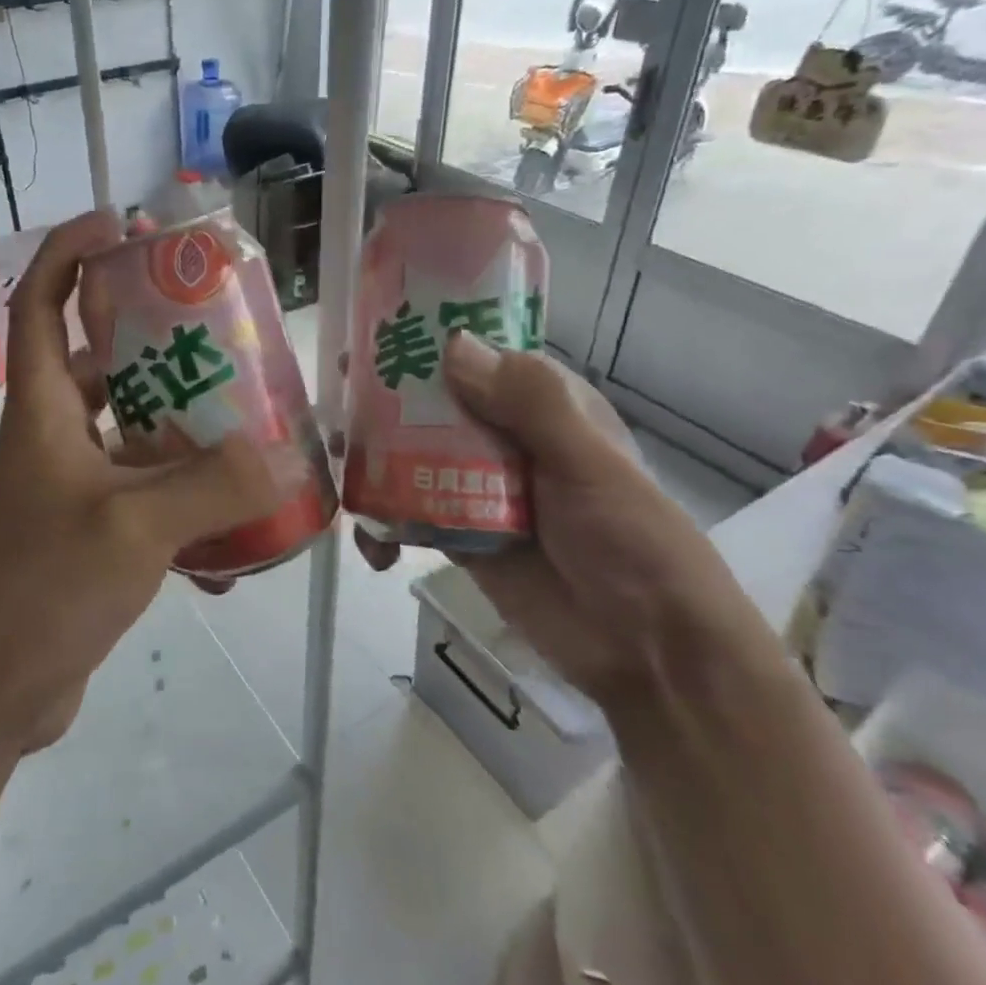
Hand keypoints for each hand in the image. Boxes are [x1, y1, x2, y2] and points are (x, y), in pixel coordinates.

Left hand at [0, 211, 282, 751]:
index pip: (40, 306)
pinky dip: (191, 516)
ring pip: (137, 440)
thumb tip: (283, 457)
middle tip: (223, 335)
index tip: (115, 223)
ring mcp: (74, 494)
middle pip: (104, 367)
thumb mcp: (130, 529)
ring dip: (188, 438)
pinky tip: (239, 546)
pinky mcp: (93, 543)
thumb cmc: (35, 590)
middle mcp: (55, 441)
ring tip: (252, 431)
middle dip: (157, 344)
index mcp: (44, 412)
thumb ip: (209, 489)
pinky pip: (151, 507)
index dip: (68, 254)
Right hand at [357, 333, 771, 713]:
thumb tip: (452, 346)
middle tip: (339, 401)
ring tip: (340, 464)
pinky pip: (411, 518)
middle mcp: (507, 440)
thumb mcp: (588, 462)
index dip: (432, 342)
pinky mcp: (461, 539)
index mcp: (544, 409)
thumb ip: (529, 403)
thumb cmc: (631, 541)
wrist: (646, 651)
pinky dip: (385, 526)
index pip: (481, 358)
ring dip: (375, 462)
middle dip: (386, 404)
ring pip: (414, 460)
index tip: (377, 332)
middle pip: (436, 408)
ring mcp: (480, 491)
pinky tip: (372, 546)